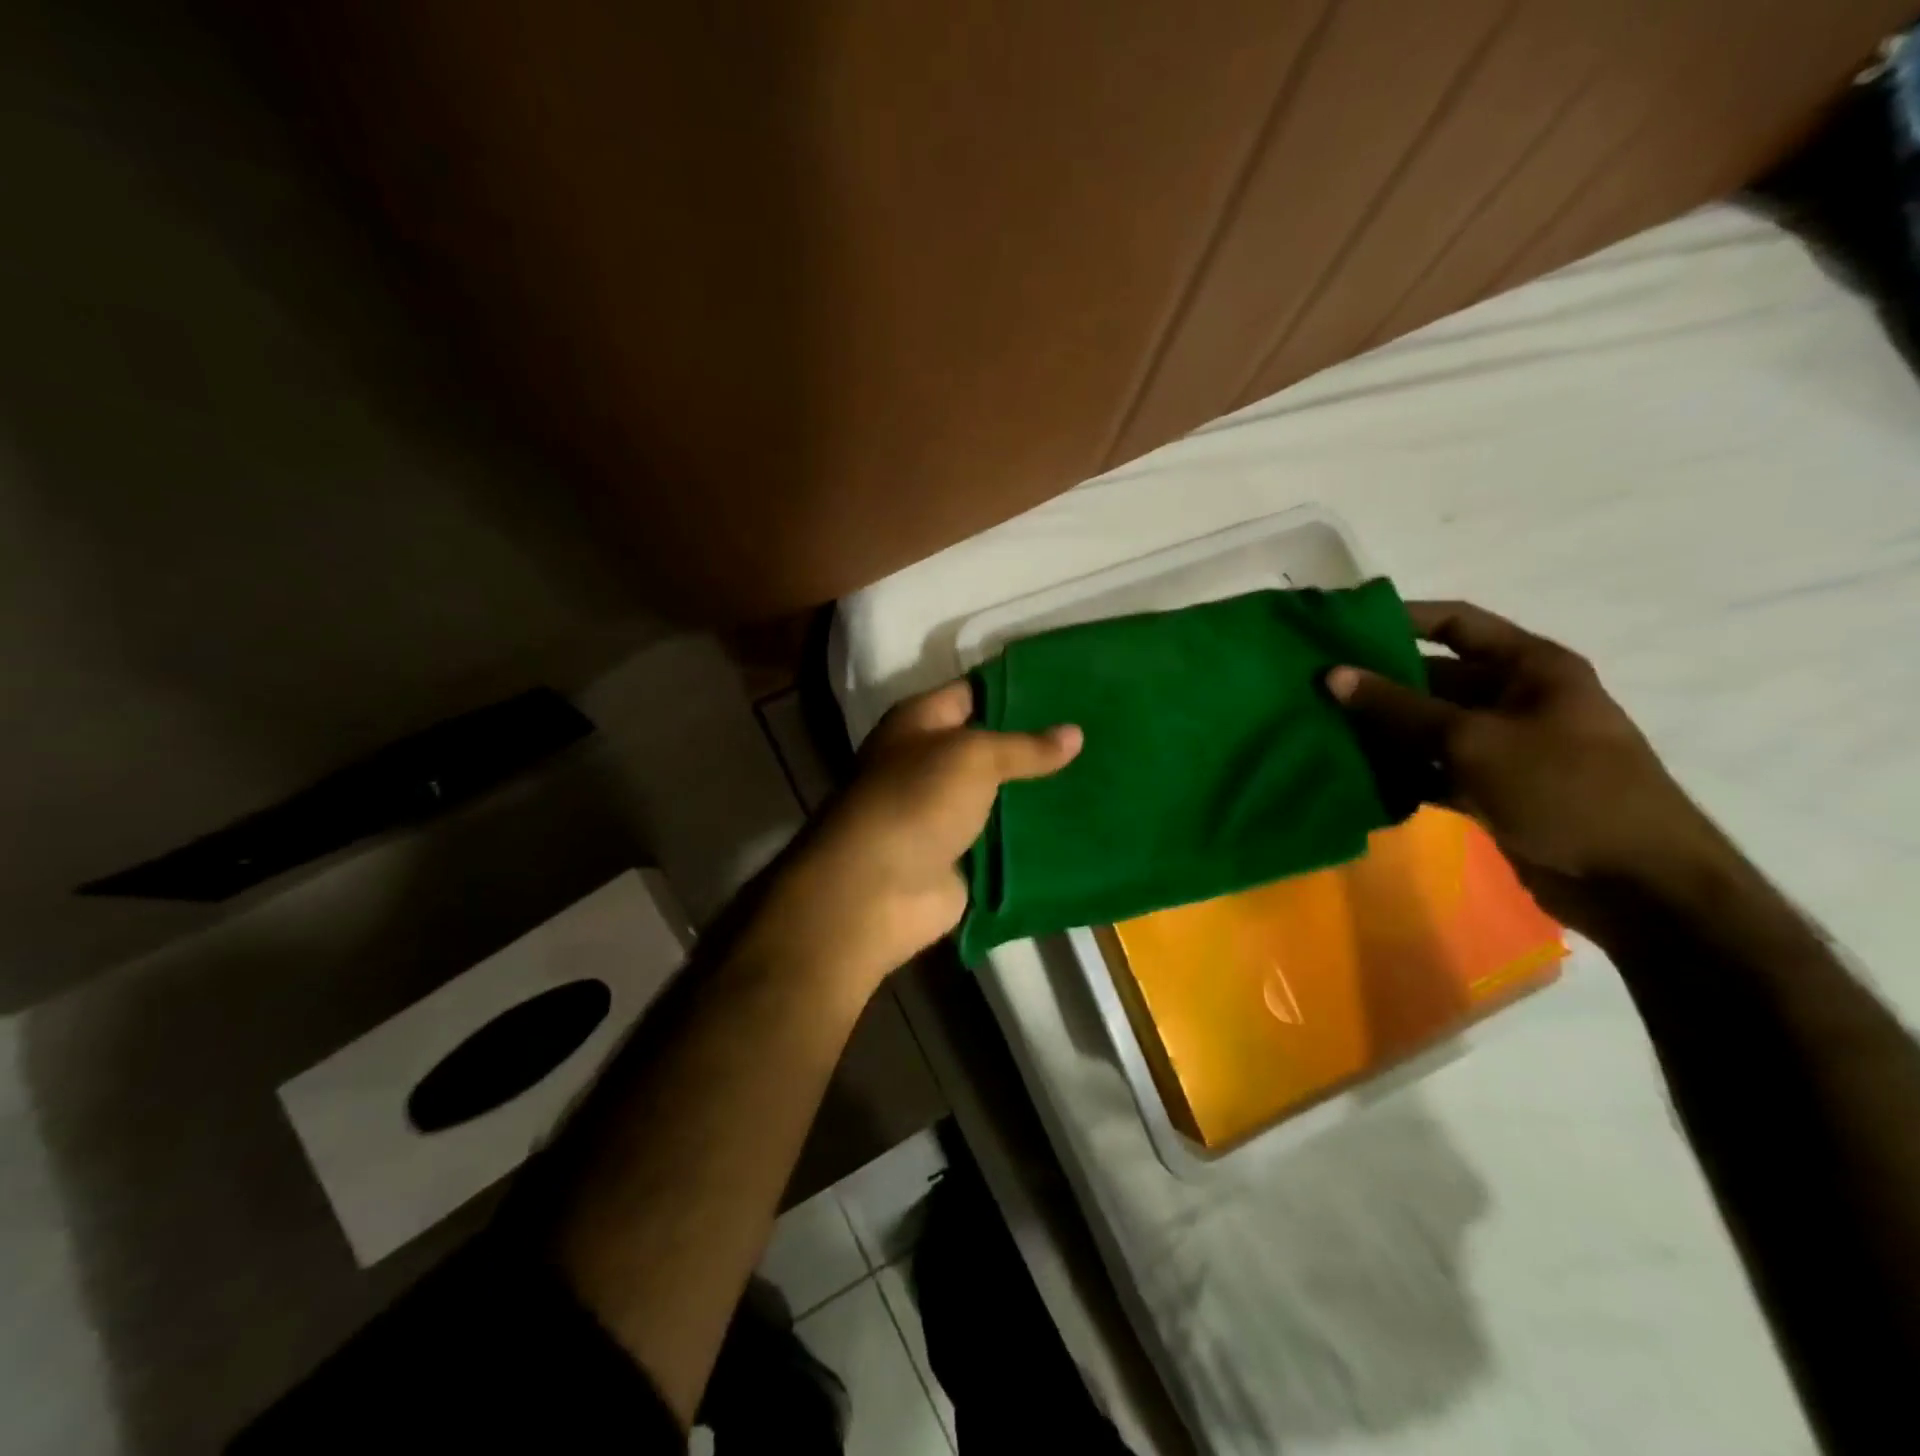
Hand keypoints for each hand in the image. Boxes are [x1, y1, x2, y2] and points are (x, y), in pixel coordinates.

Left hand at [766, 680, 1081, 998]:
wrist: (878, 890)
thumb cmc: (917, 801)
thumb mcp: (973, 758)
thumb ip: (1025, 747)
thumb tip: (1075, 733)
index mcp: (920, 722)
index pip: (974, 691)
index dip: (1018, 687)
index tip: (1071, 685)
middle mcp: (930, 761)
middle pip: (991, 744)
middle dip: (1037, 741)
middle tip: (1097, 728)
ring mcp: (945, 810)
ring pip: (1002, 792)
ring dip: (1040, 789)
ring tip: (1101, 771)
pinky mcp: (961, 853)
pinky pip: (1005, 836)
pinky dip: (1034, 833)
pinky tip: (1081, 821)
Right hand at [1326, 600, 1731, 929]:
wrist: (1637, 884)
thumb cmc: (1565, 789)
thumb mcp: (1475, 740)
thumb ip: (1400, 708)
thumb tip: (1333, 675)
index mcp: (1530, 667)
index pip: (1457, 624)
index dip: (1402, 619)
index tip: (1342, 625)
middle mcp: (1515, 698)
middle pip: (1435, 677)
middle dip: (1379, 682)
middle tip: (1316, 686)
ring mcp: (1503, 746)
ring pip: (1428, 727)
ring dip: (1383, 731)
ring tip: (1322, 728)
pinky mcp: (1492, 789)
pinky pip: (1434, 768)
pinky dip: (1401, 772)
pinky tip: (1356, 776)